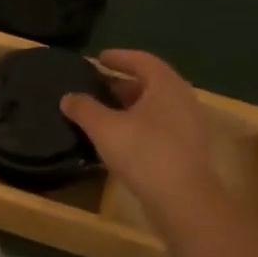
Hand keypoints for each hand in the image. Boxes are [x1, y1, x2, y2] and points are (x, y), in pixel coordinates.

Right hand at [61, 49, 217, 214]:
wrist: (182, 199)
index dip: (119, 57)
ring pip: (156, 107)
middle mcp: (183, 100)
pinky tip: (120, 139)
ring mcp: (189, 126)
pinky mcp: (188, 150)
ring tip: (105, 113)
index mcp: (166, 86)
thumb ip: (84, 108)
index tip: (99, 58)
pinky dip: (139, 126)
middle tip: (98, 86)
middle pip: (151, 84)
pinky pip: (160, 127)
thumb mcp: (104, 127)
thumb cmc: (143, 153)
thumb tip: (68, 97)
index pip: (142, 60)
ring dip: (131, 107)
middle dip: (123, 83)